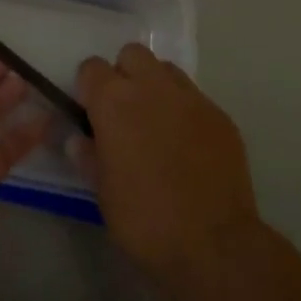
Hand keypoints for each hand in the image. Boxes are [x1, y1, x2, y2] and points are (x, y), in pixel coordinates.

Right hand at [73, 44, 262, 295]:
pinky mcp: (221, 116)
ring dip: (156, 87)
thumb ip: (88, 156)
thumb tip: (79, 139)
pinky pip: (195, 99)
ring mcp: (191, 98)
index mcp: (114, 101)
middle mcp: (152, 87)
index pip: (91, 67)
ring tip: (157, 124)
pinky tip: (188, 147)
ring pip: (166, 70)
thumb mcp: (102, 192)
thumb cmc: (145, 219)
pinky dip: (185, 112)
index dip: (88, 88)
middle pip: (132, 55)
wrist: (215, 245)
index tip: (91, 113)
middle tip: (124, 112)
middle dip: (124, 74)